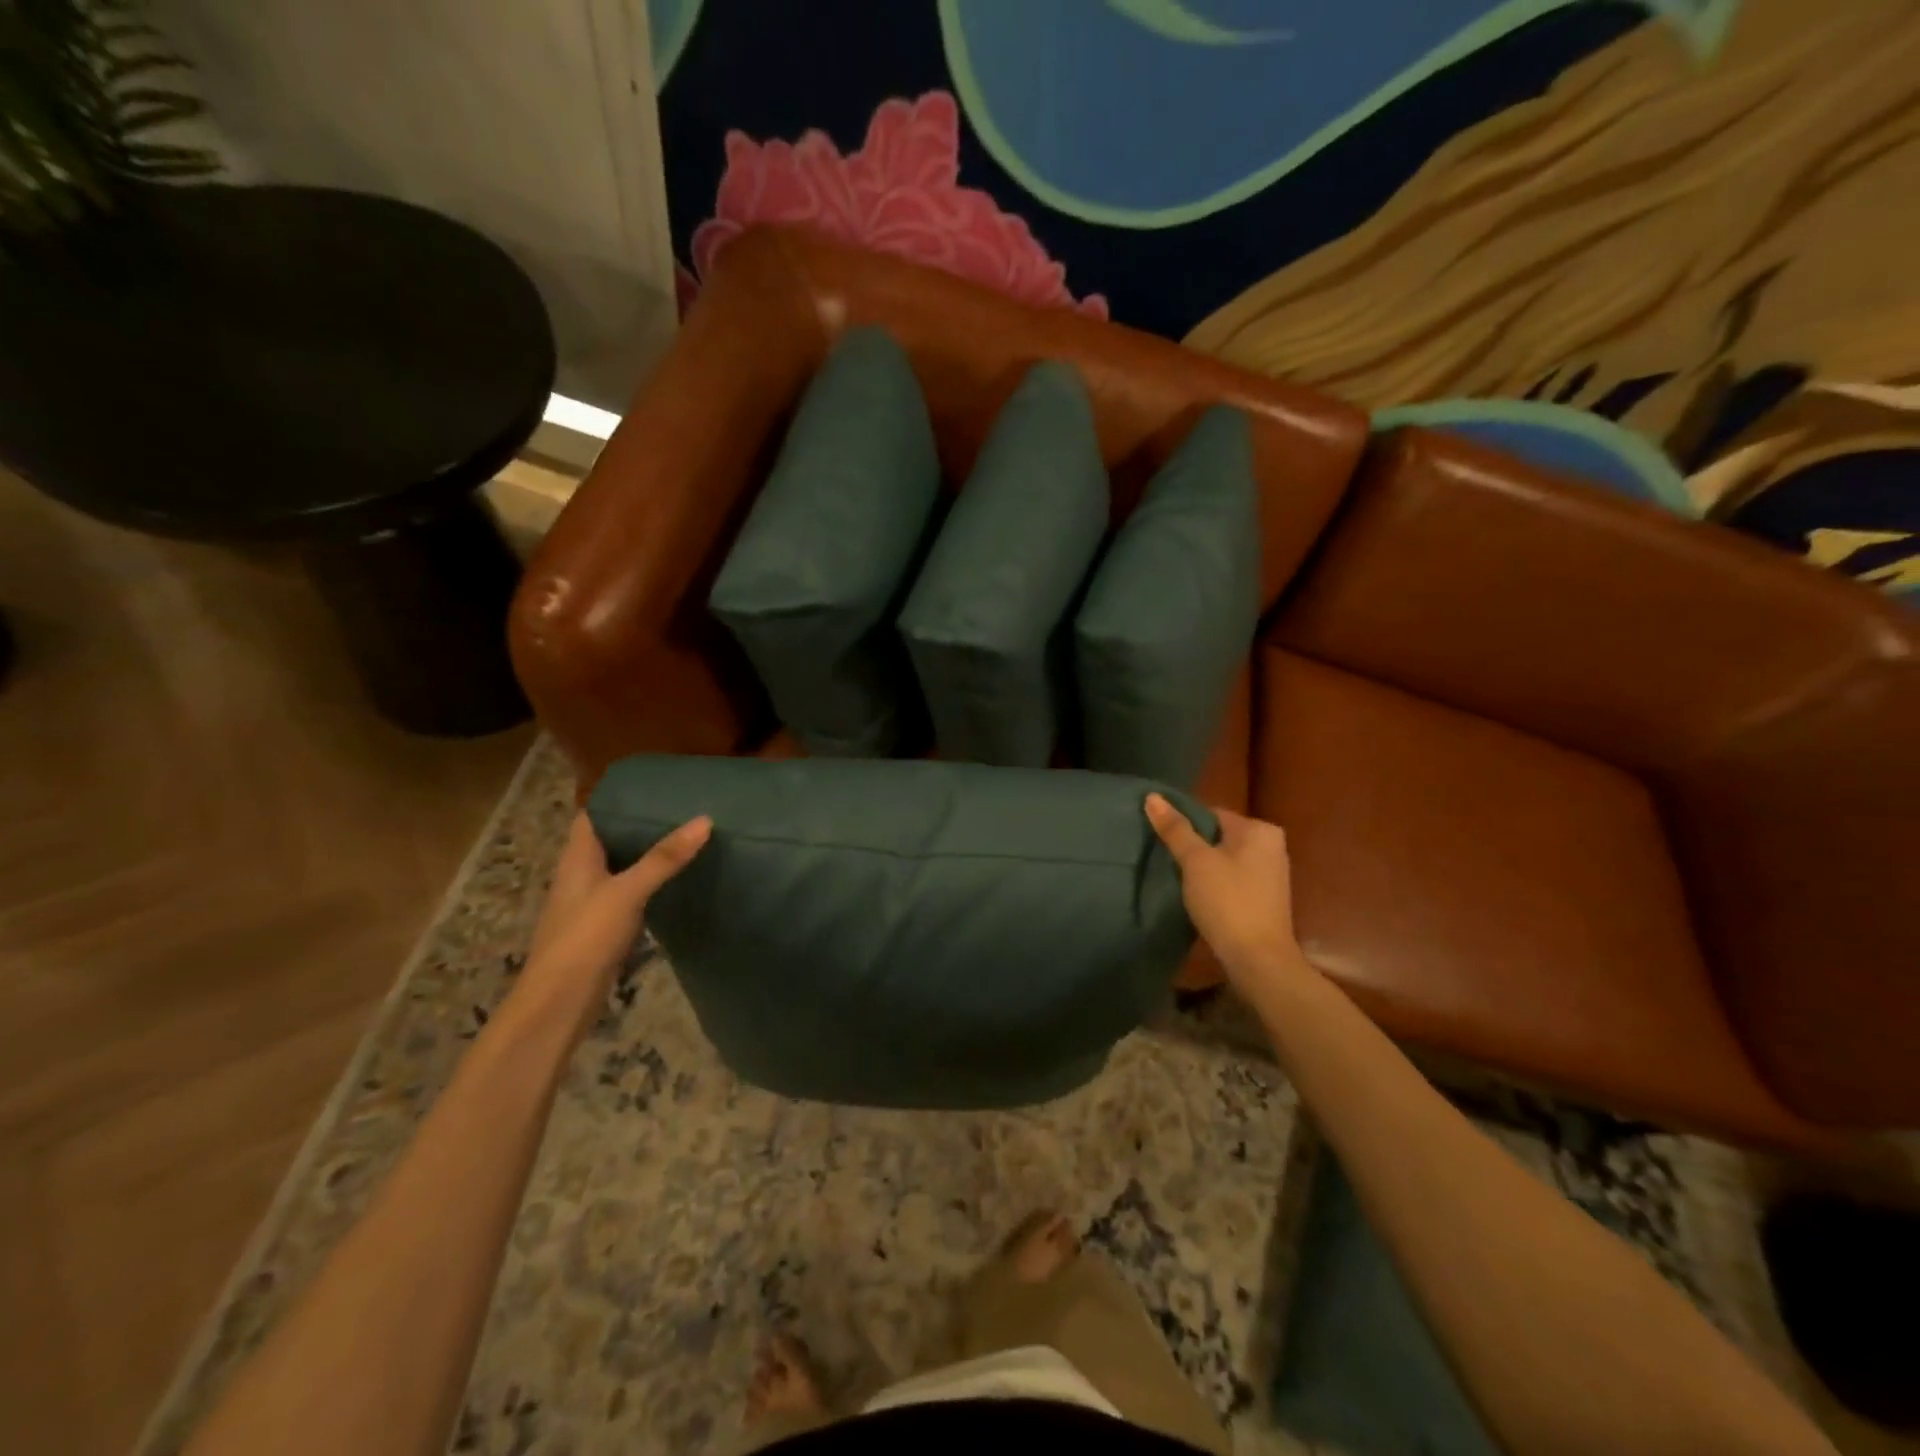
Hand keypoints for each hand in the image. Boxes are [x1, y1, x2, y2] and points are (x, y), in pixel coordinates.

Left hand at [514, 811, 710, 1039]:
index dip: (620, 799)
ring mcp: (594, 902)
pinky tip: (679, 880)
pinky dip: (653, 883)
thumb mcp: (627, 892)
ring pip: (624, 867)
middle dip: (643, 824)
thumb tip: (704, 820)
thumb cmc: (585, 938)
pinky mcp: (606, 927)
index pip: (594, 815)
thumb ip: (664, 858)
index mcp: (577, 858)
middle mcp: (583, 875)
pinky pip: (632, 893)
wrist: (560, 1004)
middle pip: (612, 840)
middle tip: (684, 808)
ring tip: (689, 836)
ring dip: (649, 854)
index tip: (658, 787)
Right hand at [1144, 794, 1311, 994]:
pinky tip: (1196, 895)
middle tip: (1164, 858)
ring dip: (1201, 866)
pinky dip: (1214, 883)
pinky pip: (1232, 878)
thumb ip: (1175, 829)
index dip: (1183, 824)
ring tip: (1175, 877)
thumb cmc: (1228, 901)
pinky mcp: (1265, 898)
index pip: (1211, 813)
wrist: (1258, 960)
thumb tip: (1152, 796)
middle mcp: (1271, 846)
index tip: (1160, 838)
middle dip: (1192, 846)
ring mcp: (1270, 873)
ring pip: (1224, 858)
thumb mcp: (1196, 861)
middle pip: (1218, 836)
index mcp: (1260, 829)